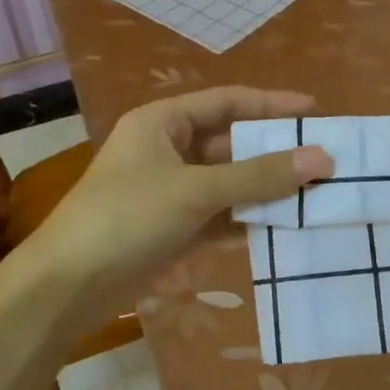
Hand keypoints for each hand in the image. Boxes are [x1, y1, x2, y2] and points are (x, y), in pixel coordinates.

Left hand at [22, 86, 332, 318]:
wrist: (67, 287)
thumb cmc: (127, 217)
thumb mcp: (196, 190)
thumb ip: (259, 175)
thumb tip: (322, 158)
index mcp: (163, 123)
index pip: (227, 102)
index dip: (271, 104)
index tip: (315, 113)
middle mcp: (168, 149)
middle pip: (232, 143)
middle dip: (274, 153)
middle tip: (323, 159)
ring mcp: (171, 190)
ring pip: (230, 182)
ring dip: (266, 189)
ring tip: (315, 194)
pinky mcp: (174, 227)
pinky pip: (221, 214)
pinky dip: (249, 218)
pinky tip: (285, 226)